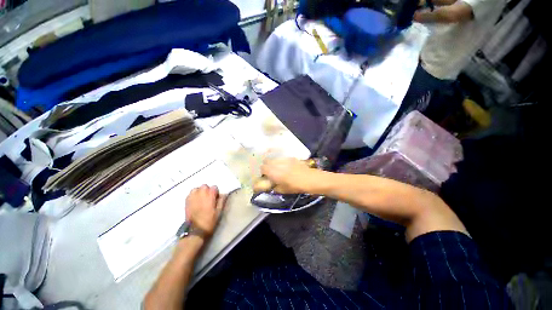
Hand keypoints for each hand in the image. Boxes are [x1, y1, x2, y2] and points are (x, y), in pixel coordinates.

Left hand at [185, 185, 226, 236]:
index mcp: (210, 196)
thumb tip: (224, 194)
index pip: (214, 187)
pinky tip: (195, 201)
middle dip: (207, 190)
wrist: (195, 230)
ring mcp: (192, 197)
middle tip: (208, 198)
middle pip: (205, 186)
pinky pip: (190, 193)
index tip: (216, 198)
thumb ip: (222, 201)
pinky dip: (193, 195)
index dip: (216, 192)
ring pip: (196, 188)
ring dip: (200, 191)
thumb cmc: (209, 221)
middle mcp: (201, 194)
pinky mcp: (187, 201)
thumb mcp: (219, 211)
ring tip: (201, 198)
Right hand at [260, 158, 320, 193]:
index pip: (263, 168)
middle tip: (269, 171)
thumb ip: (275, 187)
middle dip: (266, 165)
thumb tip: (272, 186)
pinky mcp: (291, 158)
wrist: (310, 179)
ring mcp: (284, 160)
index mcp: (274, 173)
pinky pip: (282, 158)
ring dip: (273, 162)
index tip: (265, 175)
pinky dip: (281, 161)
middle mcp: (278, 164)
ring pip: (274, 158)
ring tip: (277, 168)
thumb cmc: (296, 187)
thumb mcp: (284, 190)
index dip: (263, 171)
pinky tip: (285, 166)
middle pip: (267, 161)